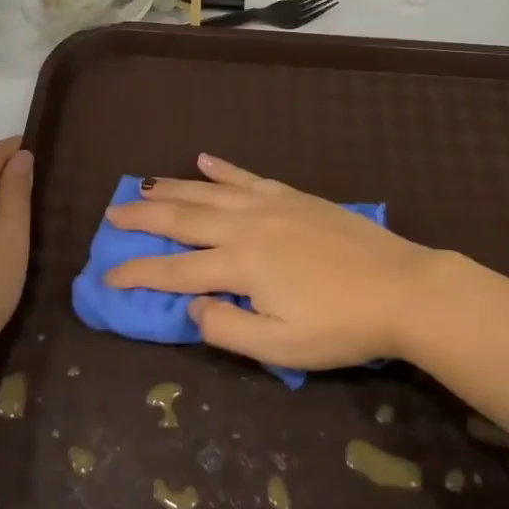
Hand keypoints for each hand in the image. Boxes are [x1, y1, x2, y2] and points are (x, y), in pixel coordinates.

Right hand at [104, 154, 446, 370]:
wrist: (402, 288)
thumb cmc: (342, 326)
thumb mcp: (282, 348)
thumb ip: (228, 328)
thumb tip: (190, 307)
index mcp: (241, 266)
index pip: (175, 270)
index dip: (137, 274)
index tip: (106, 275)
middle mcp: (247, 227)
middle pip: (183, 219)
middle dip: (143, 217)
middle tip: (112, 213)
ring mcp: (271, 206)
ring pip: (209, 192)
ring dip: (172, 188)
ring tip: (143, 185)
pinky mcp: (294, 196)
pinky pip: (248, 177)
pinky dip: (222, 169)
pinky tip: (204, 160)